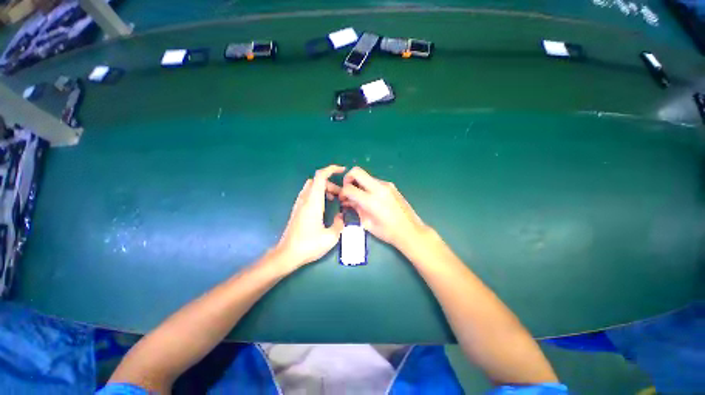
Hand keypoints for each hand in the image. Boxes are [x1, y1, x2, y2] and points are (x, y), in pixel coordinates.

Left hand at [273, 165, 345, 269]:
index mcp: (313, 202)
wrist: (287, 254)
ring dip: (324, 188)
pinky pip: (308, 194)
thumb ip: (340, 224)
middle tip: (340, 195)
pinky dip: (318, 194)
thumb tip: (342, 216)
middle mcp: (305, 199)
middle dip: (331, 183)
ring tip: (333, 199)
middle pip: (317, 180)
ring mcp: (299, 204)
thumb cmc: (308, 245)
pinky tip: (324, 207)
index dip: (331, 169)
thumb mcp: (330, 237)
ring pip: (312, 186)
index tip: (343, 170)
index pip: (320, 176)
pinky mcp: (297, 210)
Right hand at [339, 167, 429, 249]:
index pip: (349, 188)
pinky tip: (371, 198)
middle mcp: (378, 188)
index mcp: (371, 201)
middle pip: (357, 171)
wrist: (410, 230)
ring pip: (366, 176)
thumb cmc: (388, 232)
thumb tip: (348, 201)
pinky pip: (375, 181)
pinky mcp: (391, 186)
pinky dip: (368, 186)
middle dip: (348, 178)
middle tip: (348, 189)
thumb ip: (356, 209)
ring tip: (360, 197)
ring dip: (359, 183)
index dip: (342, 192)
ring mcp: (386, 185)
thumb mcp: (367, 223)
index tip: (343, 199)